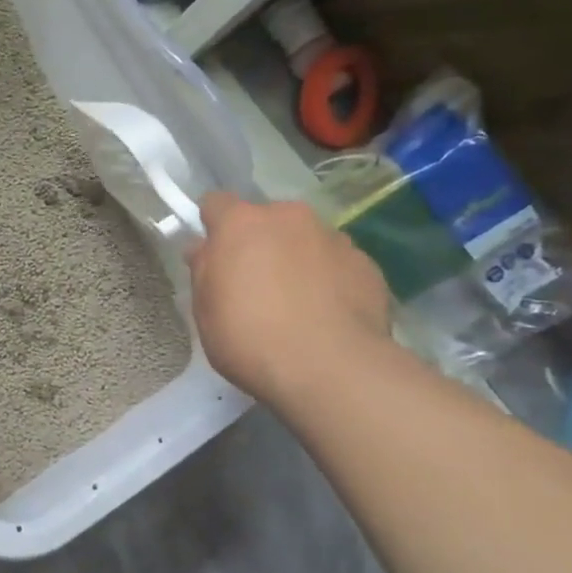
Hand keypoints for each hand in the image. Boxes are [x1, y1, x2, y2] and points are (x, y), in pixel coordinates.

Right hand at [185, 194, 390, 407]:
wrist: (331, 369)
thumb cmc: (250, 338)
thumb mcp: (205, 310)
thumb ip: (204, 271)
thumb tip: (205, 250)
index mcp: (241, 224)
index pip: (216, 203)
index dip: (212, 226)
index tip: (213, 254)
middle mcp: (289, 218)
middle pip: (266, 220)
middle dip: (259, 243)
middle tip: (255, 284)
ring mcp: (333, 238)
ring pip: (305, 240)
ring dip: (296, 259)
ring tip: (297, 304)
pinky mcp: (367, 264)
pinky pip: (337, 264)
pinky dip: (329, 280)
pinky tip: (327, 316)